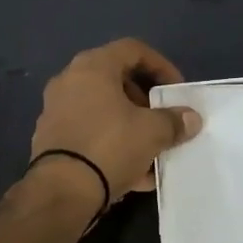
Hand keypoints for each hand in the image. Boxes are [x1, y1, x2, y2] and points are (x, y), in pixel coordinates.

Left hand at [27, 39, 202, 212]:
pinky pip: (90, 134)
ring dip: (131, 125)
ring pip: (103, 110)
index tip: (176, 90)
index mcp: (92, 67)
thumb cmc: (109, 146)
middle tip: (163, 119)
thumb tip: (191, 119)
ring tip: (153, 150)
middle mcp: (69, 81)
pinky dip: (113, 145)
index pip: (133, 49)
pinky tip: (134, 173)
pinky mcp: (51, 140)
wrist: (60, 192)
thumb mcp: (152, 132)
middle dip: (145, 100)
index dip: (161, 66)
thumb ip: (174, 121)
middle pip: (116, 80)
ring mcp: (56, 111)